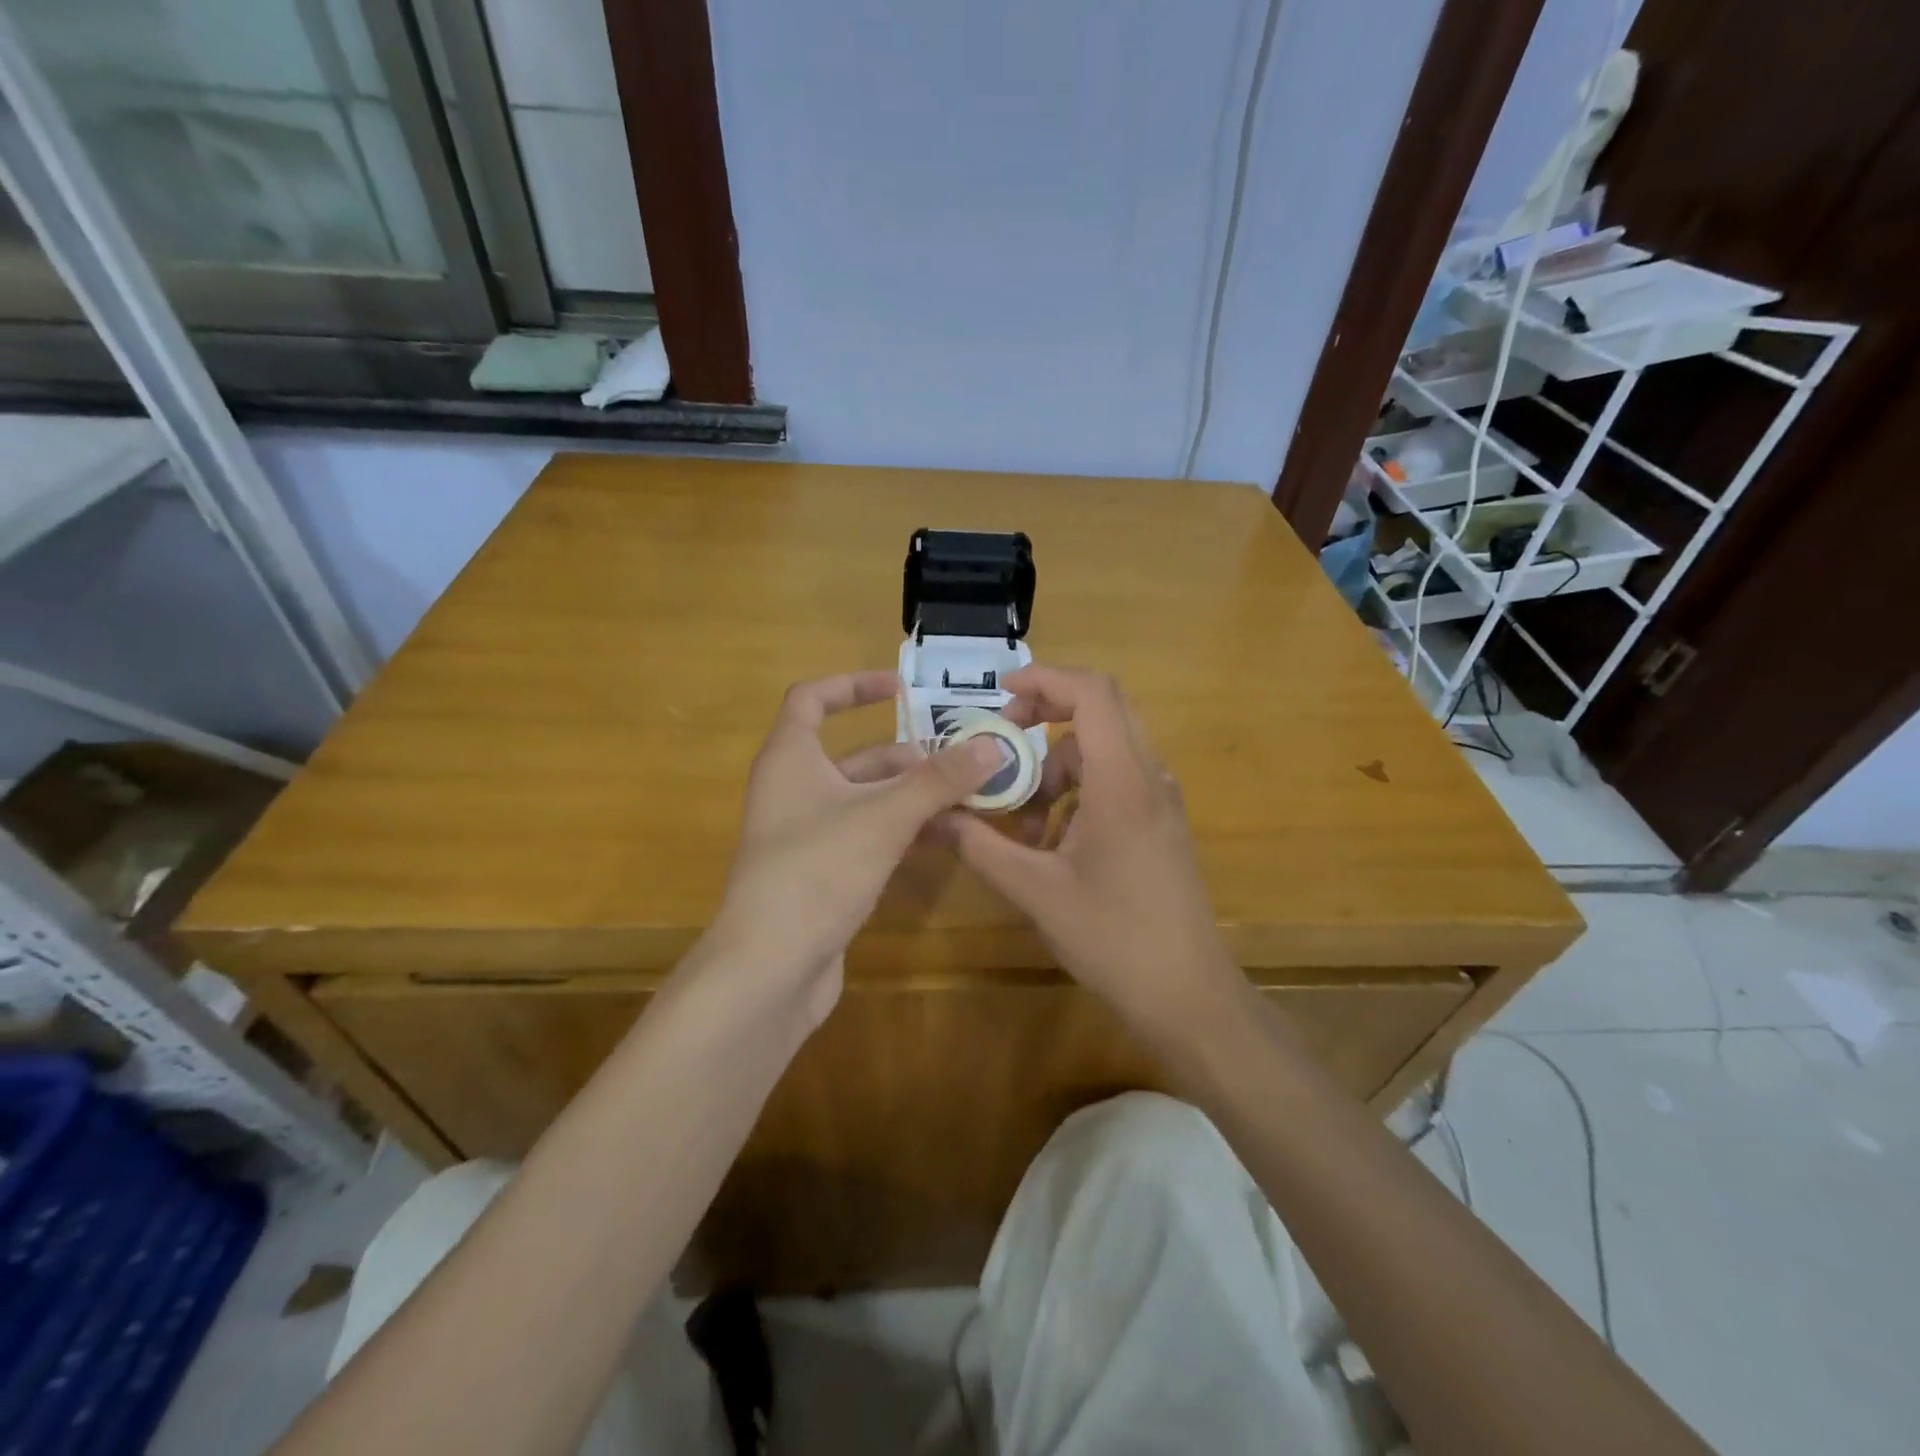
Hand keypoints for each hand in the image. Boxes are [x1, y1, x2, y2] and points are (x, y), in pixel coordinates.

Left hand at [706, 670, 1002, 1024]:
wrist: (768, 968)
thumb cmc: (817, 871)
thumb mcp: (884, 817)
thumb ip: (938, 780)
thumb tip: (991, 745)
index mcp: (790, 758)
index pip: (812, 699)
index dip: (854, 685)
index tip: (902, 688)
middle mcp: (793, 790)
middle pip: (854, 756)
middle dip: (909, 757)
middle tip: (963, 762)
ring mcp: (806, 836)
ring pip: (866, 801)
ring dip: (913, 798)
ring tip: (968, 799)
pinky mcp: (820, 875)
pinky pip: (867, 837)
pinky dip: (902, 831)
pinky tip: (944, 839)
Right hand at [941, 666, 1240, 1030]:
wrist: (1188, 995)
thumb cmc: (1113, 938)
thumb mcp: (1035, 890)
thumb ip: (980, 845)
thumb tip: (931, 815)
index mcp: (1123, 781)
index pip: (1093, 694)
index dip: (1045, 679)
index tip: (1001, 697)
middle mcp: (1149, 778)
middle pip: (1101, 711)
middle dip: (1045, 716)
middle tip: (1002, 742)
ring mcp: (1159, 800)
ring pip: (1103, 751)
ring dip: (1056, 767)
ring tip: (1020, 819)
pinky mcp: (1159, 823)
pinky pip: (1113, 781)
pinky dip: (1076, 792)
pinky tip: (1050, 841)